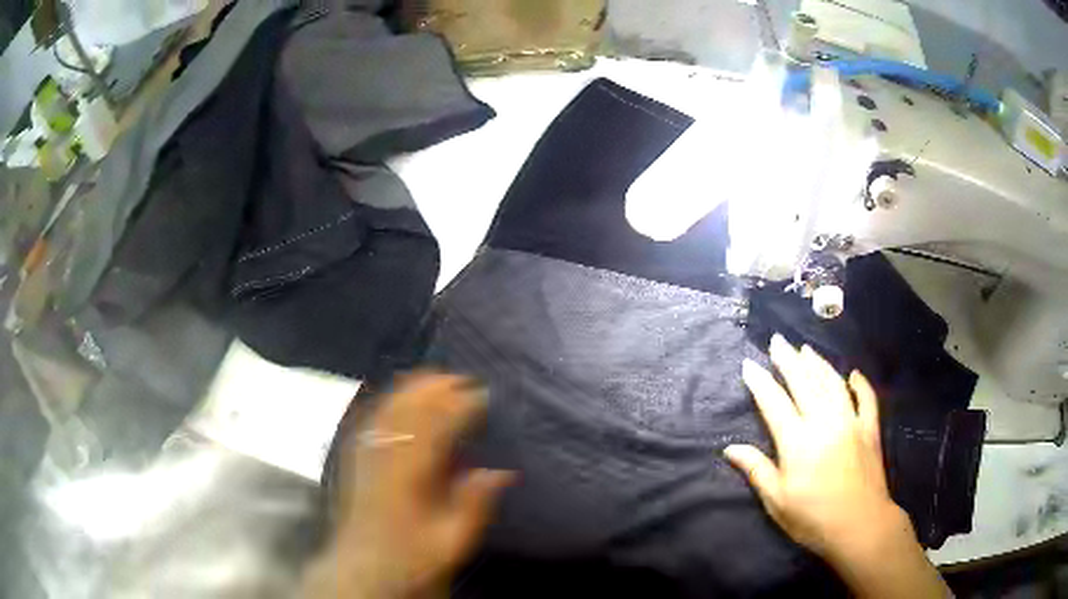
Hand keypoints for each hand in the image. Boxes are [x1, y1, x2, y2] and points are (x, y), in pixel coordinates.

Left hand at [304, 373, 513, 598]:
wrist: (365, 565)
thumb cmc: (412, 556)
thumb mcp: (452, 540)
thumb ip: (474, 504)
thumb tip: (499, 472)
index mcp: (410, 474)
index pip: (437, 425)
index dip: (460, 405)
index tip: (482, 395)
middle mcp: (385, 455)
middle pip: (409, 407)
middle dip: (437, 387)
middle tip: (462, 379)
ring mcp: (366, 452)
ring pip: (389, 407)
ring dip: (413, 388)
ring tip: (436, 379)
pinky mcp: (356, 456)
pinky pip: (373, 417)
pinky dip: (391, 400)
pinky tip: (400, 396)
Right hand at [724, 335, 906, 559]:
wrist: (860, 526)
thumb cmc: (813, 518)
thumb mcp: (777, 501)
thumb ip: (757, 470)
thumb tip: (730, 448)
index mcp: (798, 441)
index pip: (774, 403)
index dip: (760, 382)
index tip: (748, 364)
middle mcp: (824, 422)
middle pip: (803, 383)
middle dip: (788, 360)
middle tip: (777, 340)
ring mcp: (851, 422)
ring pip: (832, 383)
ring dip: (818, 364)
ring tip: (805, 349)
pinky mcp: (870, 429)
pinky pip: (866, 398)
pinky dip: (860, 384)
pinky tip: (854, 374)